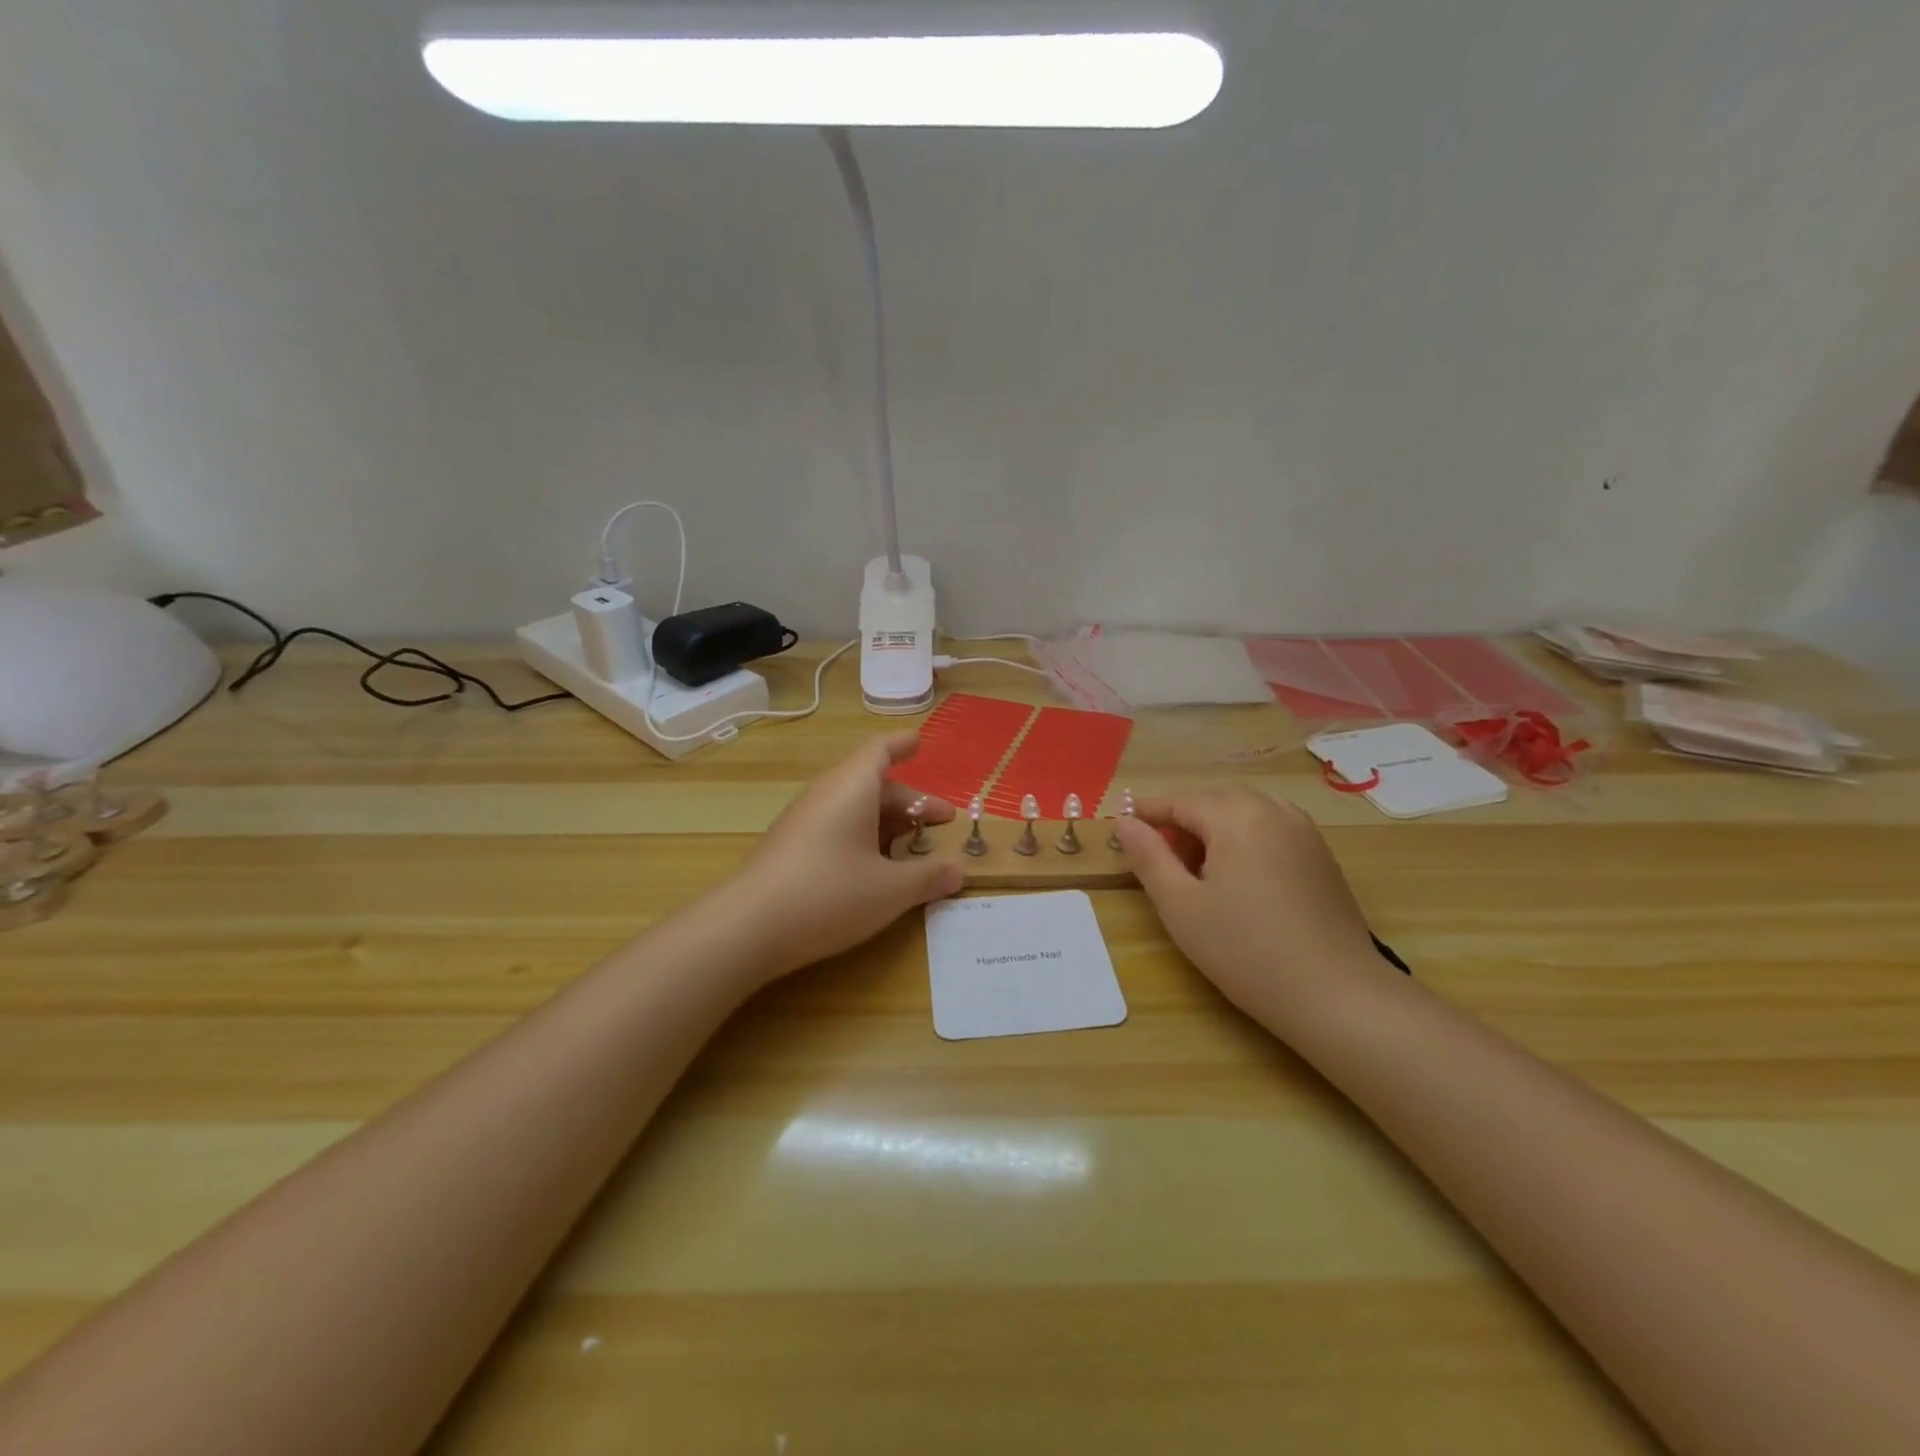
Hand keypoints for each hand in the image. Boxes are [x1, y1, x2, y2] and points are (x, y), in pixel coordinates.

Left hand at [730, 733, 963, 979]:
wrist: (747, 928)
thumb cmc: (829, 894)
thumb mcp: (890, 890)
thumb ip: (928, 877)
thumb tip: (959, 871)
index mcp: (852, 788)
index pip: (880, 751)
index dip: (902, 745)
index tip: (920, 741)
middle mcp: (826, 794)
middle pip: (873, 784)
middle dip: (911, 801)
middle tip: (940, 822)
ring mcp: (803, 820)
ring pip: (853, 807)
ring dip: (886, 821)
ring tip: (912, 846)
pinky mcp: (789, 846)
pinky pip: (834, 826)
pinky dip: (862, 836)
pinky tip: (873, 868)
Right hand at [1113, 790, 1391, 1025]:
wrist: (1338, 996)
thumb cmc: (1246, 950)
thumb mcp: (1181, 905)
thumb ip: (1148, 857)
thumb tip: (1124, 823)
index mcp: (1236, 815)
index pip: (1179, 801)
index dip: (1147, 813)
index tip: (1121, 829)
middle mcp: (1273, 810)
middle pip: (1214, 802)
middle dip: (1182, 822)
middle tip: (1158, 858)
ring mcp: (1305, 832)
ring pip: (1245, 815)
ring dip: (1214, 831)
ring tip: (1198, 871)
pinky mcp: (1322, 856)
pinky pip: (1272, 831)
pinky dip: (1245, 841)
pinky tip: (1240, 881)